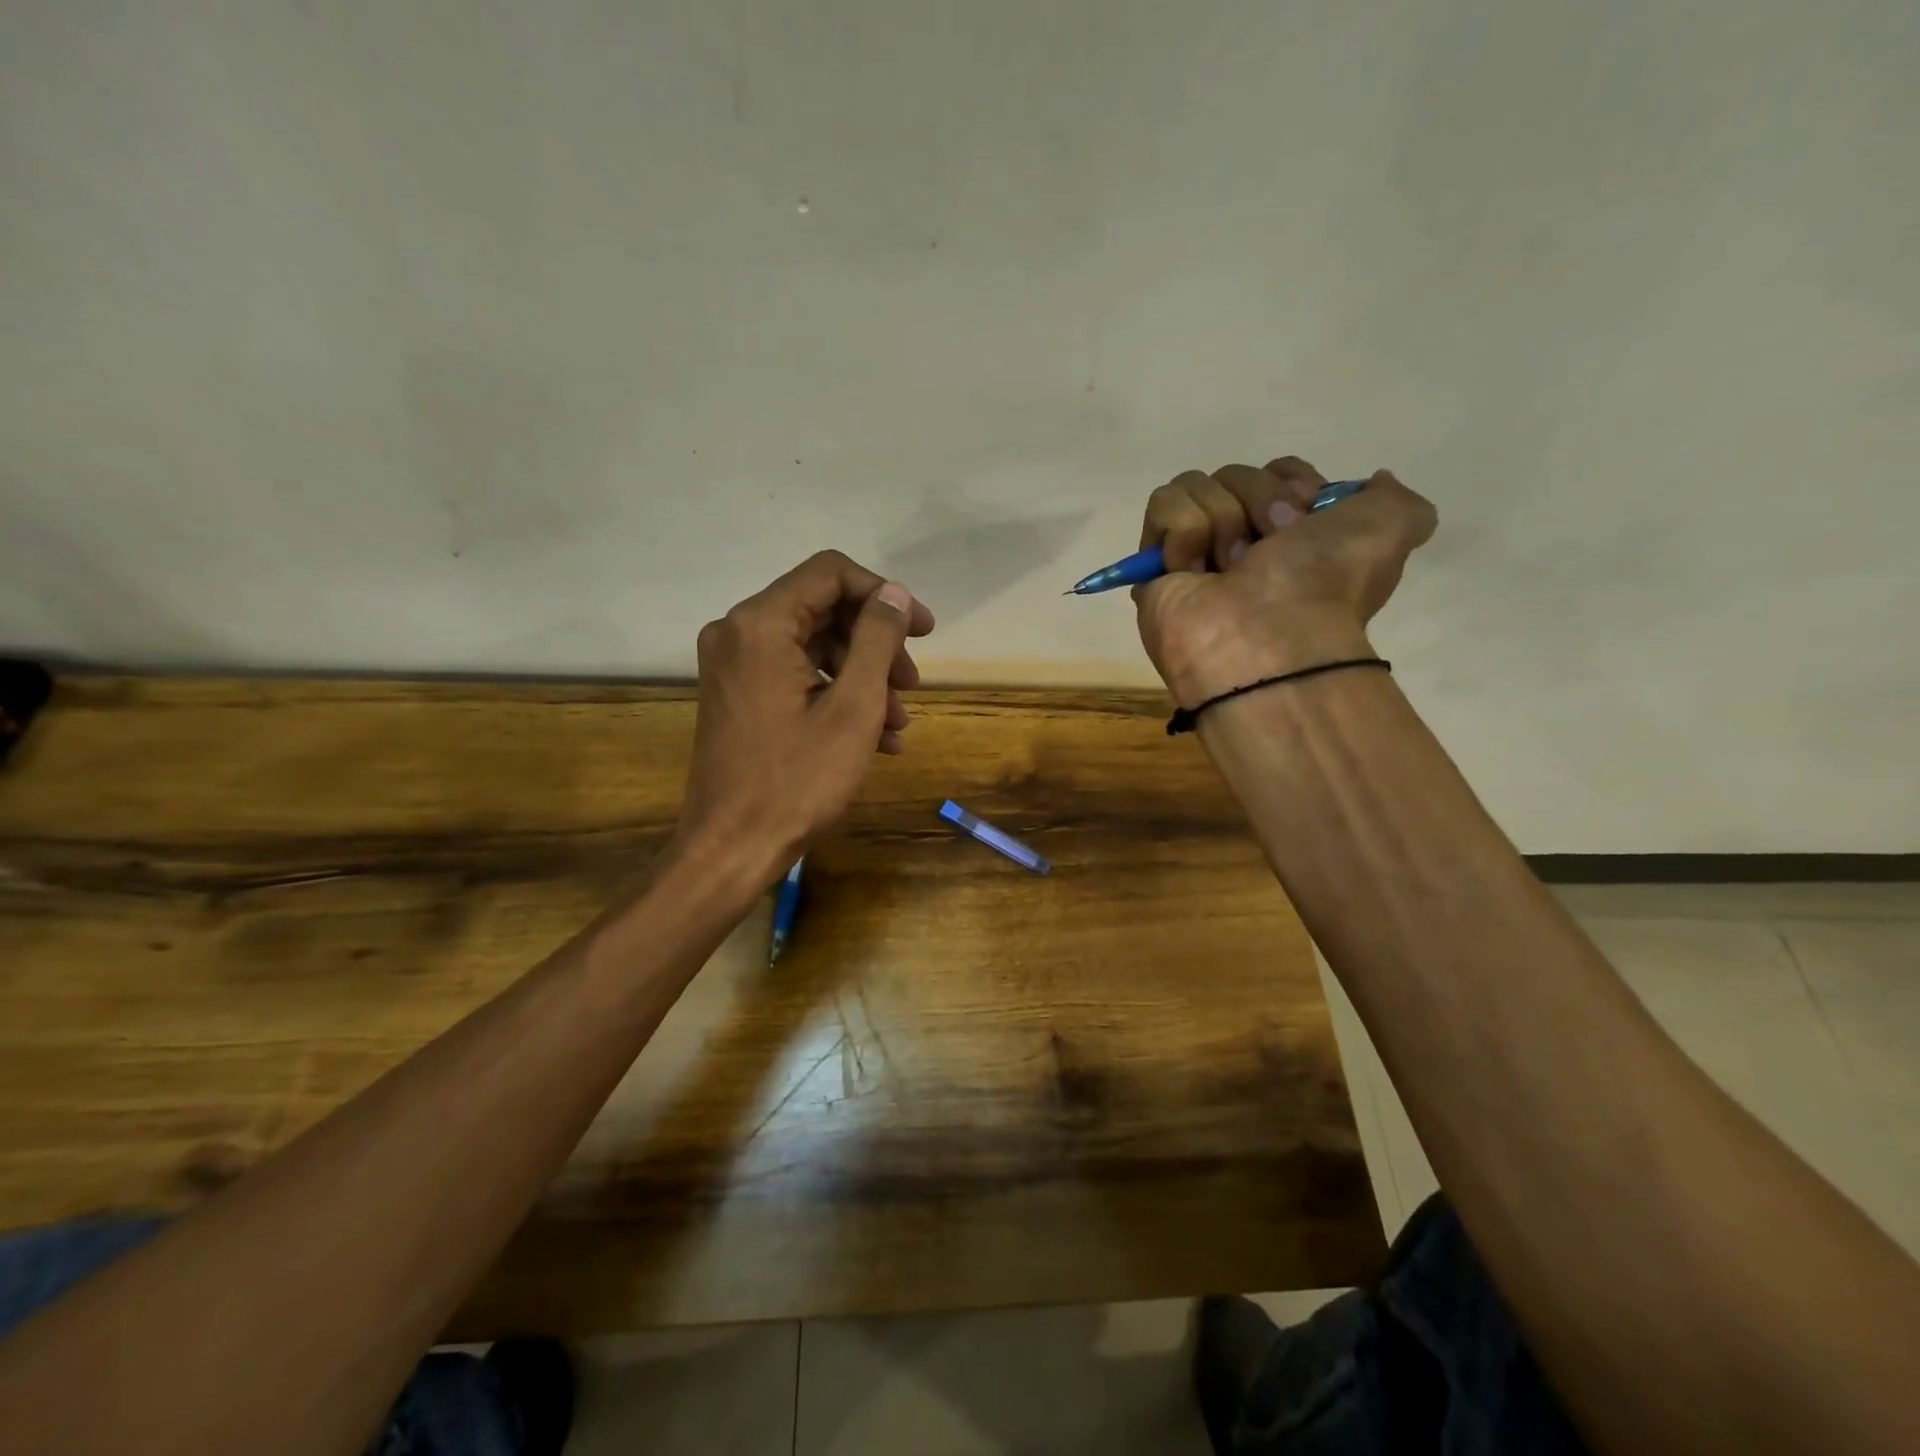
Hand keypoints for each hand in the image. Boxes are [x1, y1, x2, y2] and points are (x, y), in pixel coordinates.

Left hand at [672, 550, 935, 887]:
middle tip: (912, 685)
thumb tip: (896, 594)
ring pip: (814, 647)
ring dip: (863, 677)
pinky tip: (876, 738)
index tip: (924, 631)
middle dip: (876, 645)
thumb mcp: (853, 707)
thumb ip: (877, 639)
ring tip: (897, 724)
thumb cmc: (797, 780)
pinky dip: (837, 696)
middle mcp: (738, 632)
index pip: (831, 574)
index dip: (884, 595)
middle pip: (823, 610)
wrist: (731, 849)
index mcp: (760, 624)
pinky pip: (796, 677)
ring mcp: (734, 666)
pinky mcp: (739, 694)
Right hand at [1133, 458, 1435, 706]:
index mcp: (1294, 534)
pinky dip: (1184, 532)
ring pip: (1196, 484)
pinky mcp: (1155, 563)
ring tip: (1228, 568)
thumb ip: (1395, 498)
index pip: (1279, 469)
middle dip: (1258, 503)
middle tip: (1266, 551)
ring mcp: (1196, 553)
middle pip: (1236, 473)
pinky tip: (1194, 572)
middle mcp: (1245, 541)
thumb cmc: (1323, 586)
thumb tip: (1372, 480)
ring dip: (1221, 521)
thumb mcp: (1392, 528)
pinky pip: (1164, 505)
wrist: (1263, 641)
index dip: (1291, 481)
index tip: (1305, 515)